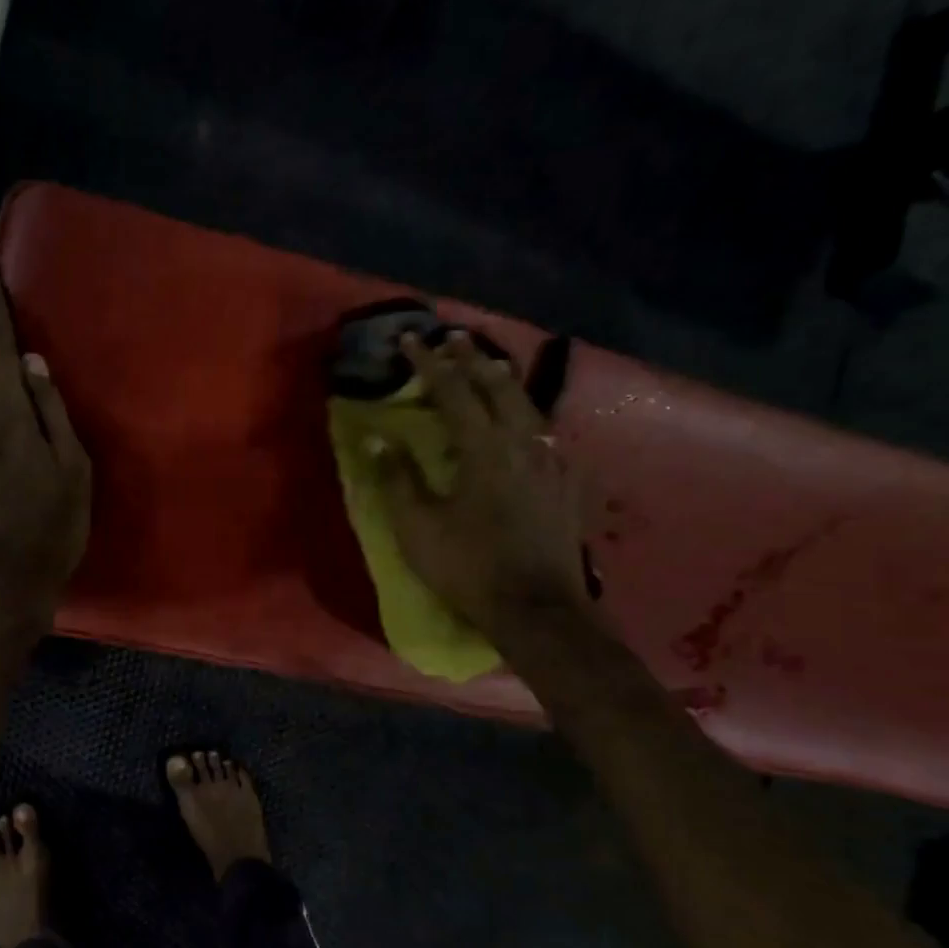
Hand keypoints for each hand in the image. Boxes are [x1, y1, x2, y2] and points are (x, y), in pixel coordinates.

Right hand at [375, 331, 588, 642]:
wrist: (537, 608)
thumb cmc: (469, 566)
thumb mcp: (418, 528)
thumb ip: (398, 479)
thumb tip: (380, 440)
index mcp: (484, 448)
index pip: (453, 391)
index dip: (429, 363)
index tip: (410, 340)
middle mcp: (524, 441)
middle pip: (499, 386)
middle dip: (473, 358)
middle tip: (454, 339)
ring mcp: (553, 460)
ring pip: (528, 405)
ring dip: (503, 381)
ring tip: (488, 368)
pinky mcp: (568, 482)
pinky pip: (547, 433)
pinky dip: (527, 416)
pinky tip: (525, 424)